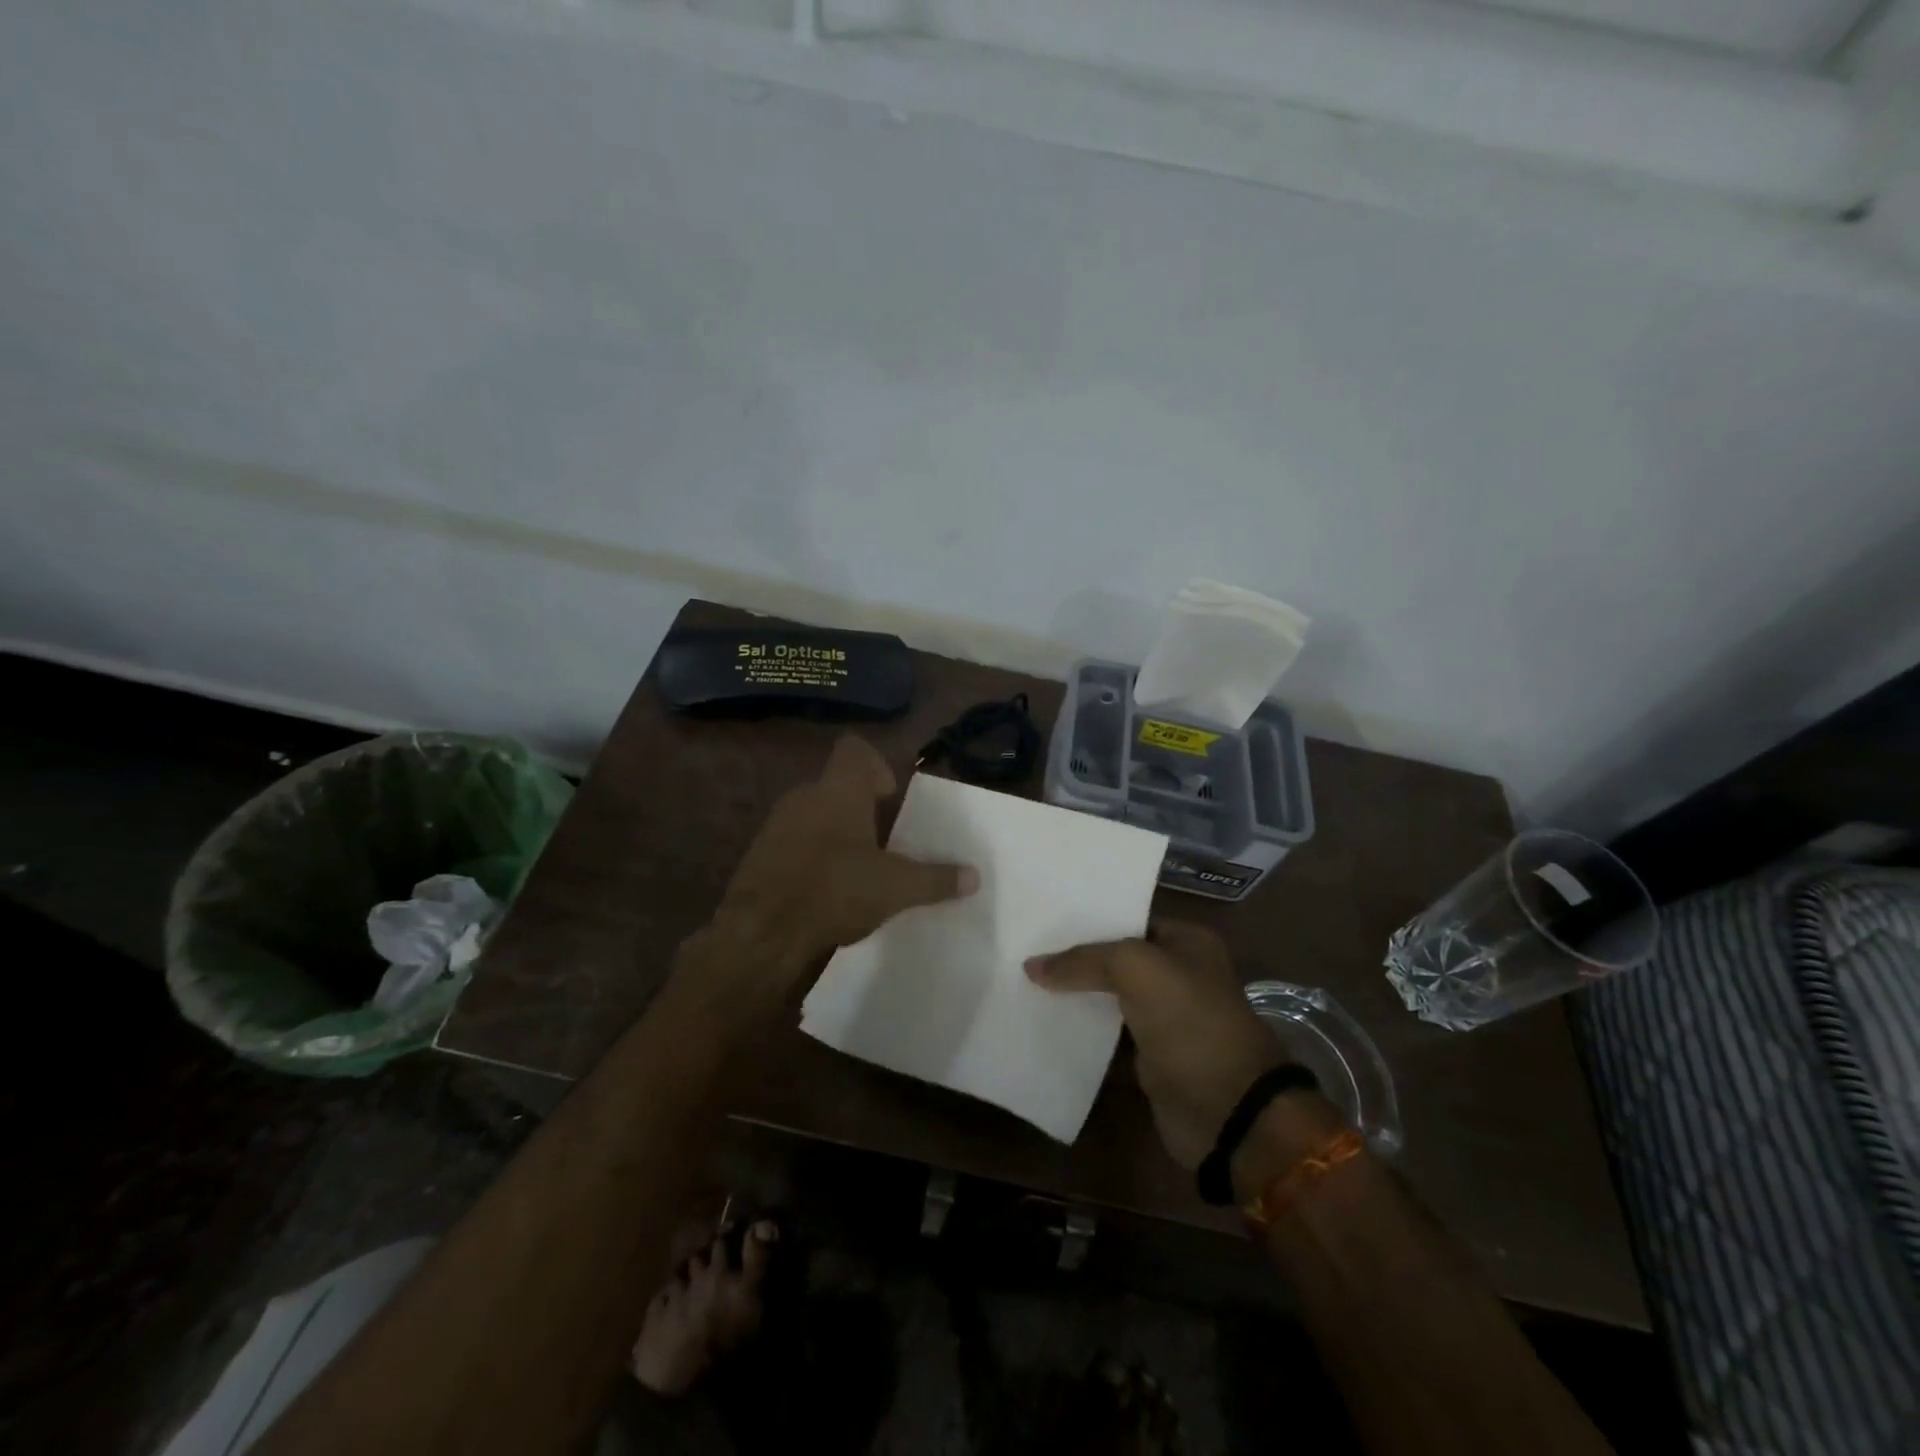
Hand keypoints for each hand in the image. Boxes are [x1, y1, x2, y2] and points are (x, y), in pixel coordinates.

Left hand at [706, 735, 977, 984]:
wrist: (762, 931)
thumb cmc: (836, 890)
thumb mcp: (896, 888)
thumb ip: (936, 879)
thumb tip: (975, 876)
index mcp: (839, 789)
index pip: (854, 749)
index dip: (875, 764)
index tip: (889, 795)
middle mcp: (804, 796)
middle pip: (835, 785)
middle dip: (859, 807)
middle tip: (882, 839)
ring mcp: (776, 824)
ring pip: (812, 814)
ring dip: (834, 832)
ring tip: (856, 868)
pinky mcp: (758, 855)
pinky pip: (792, 842)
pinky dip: (810, 855)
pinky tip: (824, 889)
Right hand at [1027, 921, 1337, 1172]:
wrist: (1227, 1110)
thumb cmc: (1188, 1021)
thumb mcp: (1134, 969)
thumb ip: (1083, 960)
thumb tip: (1032, 966)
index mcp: (1188, 941)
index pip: (1129, 918)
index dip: (1089, 918)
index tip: (1045, 917)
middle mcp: (1180, 973)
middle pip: (1117, 957)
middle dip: (1078, 955)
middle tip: (1028, 947)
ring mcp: (1166, 1016)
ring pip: (1111, 994)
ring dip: (1077, 992)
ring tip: (1026, 979)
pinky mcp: (1151, 1054)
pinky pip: (1110, 1031)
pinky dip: (1083, 1026)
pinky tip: (1046, 1018)